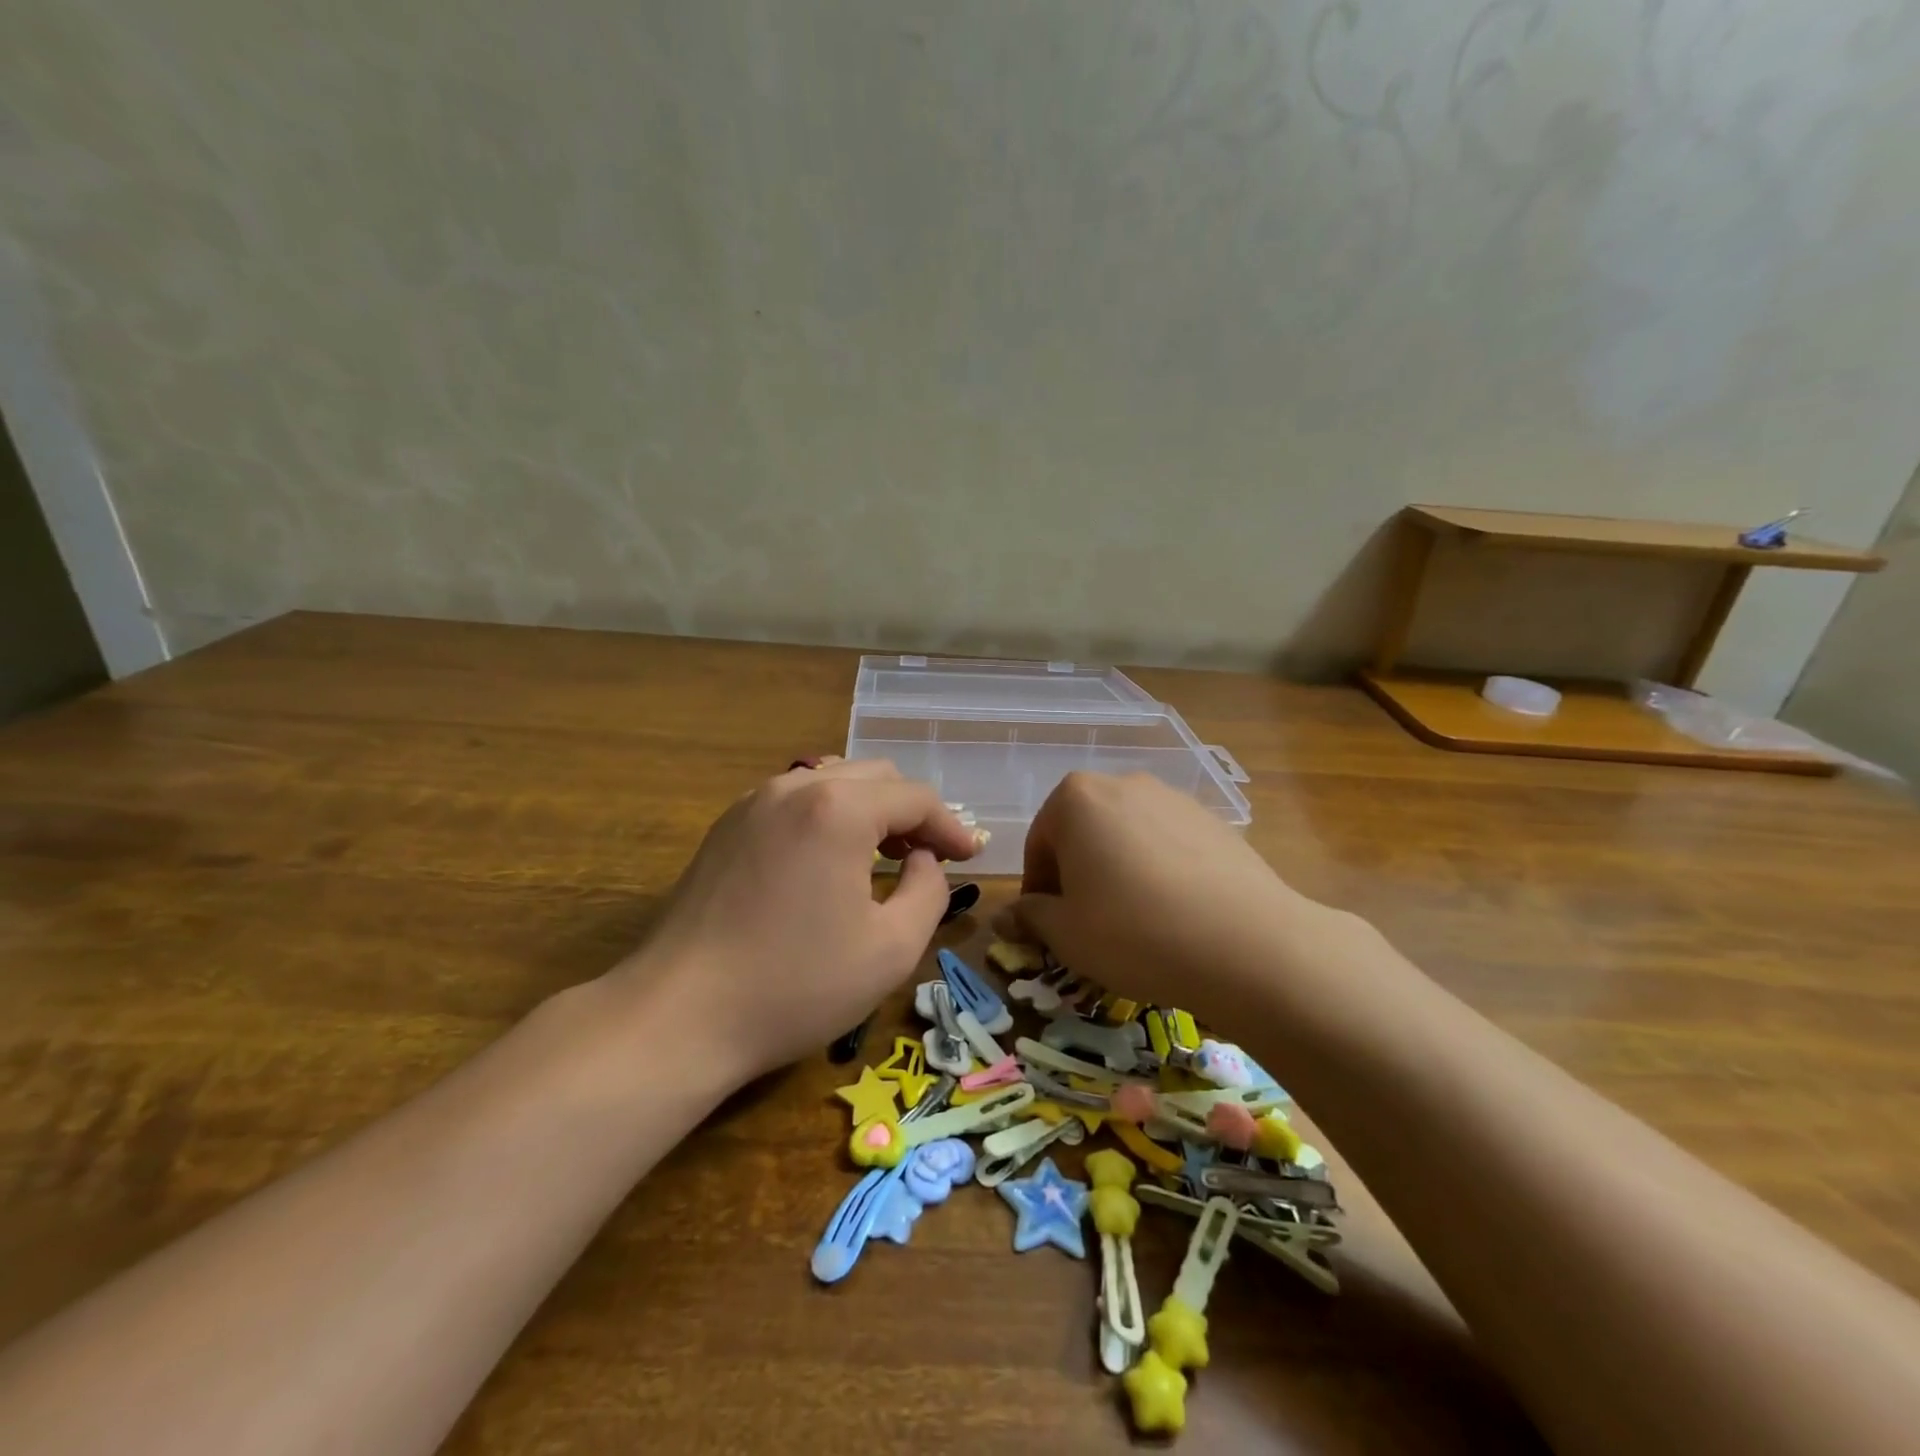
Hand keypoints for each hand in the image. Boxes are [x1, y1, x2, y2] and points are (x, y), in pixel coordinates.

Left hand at [611, 759, 981, 1085]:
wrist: (679, 1015)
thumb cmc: (796, 985)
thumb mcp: (891, 948)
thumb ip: (929, 891)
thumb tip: (923, 861)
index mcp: (839, 808)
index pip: (915, 798)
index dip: (950, 826)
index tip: (971, 857)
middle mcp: (795, 787)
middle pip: (875, 777)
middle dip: (911, 812)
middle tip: (931, 857)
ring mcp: (754, 802)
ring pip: (832, 782)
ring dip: (870, 811)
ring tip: (886, 856)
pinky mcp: (727, 826)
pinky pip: (796, 802)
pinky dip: (829, 817)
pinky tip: (831, 861)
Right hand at [997, 772, 1338, 1027]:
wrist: (1247, 945)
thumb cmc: (1134, 933)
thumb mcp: (1066, 933)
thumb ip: (1030, 916)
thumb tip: (1006, 916)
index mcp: (1076, 799)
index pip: (1039, 843)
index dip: (1038, 889)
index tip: (1049, 926)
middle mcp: (1123, 784)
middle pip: (1083, 831)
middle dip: (1078, 874)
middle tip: (1089, 923)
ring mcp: (1174, 798)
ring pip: (1127, 836)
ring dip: (1119, 870)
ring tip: (1136, 921)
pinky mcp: (1215, 821)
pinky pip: (1169, 844)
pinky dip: (1160, 871)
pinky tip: (1176, 914)